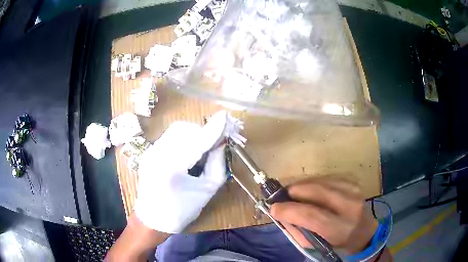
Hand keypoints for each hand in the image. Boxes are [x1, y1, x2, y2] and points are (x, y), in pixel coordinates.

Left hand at [134, 121, 226, 233]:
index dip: (213, 129)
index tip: (225, 116)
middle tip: (214, 144)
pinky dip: (184, 139)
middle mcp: (156, 155)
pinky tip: (188, 153)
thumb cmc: (181, 211)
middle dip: (202, 132)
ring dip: (193, 134)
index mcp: (171, 169)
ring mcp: (150, 152)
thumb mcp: (207, 191)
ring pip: (176, 130)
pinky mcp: (149, 152)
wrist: (152, 219)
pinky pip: (170, 137)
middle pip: (183, 130)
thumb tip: (221, 143)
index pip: (196, 142)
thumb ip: (217, 164)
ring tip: (201, 150)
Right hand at [270, 176, 377, 253]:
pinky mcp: (352, 182)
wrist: (363, 230)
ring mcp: (353, 190)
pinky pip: (326, 177)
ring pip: (319, 181)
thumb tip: (279, 211)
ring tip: (294, 194)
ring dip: (302, 186)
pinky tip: (309, 190)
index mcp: (340, 228)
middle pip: (316, 191)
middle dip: (293, 191)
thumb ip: (296, 229)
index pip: (312, 215)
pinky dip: (312, 182)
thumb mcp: (313, 243)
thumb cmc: (335, 241)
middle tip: (282, 196)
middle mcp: (349, 206)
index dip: (289, 210)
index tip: (274, 208)